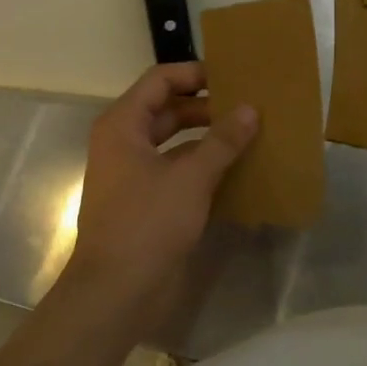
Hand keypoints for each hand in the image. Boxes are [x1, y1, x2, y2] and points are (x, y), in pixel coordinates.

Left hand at [59, 63, 255, 336]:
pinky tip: (236, 169)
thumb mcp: (191, 177)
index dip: (195, 73)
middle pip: (168, 109)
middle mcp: (124, 142)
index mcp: (123, 125)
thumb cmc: (147, 223)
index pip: (160, 80)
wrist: (116, 292)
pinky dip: (202, 165)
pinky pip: (177, 170)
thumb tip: (250, 109)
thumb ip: (222, 141)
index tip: (232, 77)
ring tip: (249, 133)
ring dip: (207, 137)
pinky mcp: (145, 200)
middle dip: (207, 106)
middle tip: (248, 105)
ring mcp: (133, 173)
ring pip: (174, 141)